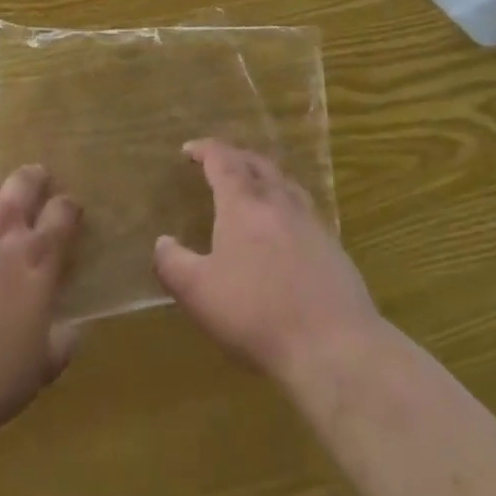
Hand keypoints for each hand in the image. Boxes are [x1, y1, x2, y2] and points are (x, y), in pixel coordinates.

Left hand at [0, 165, 81, 441]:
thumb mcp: (40, 369)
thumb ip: (61, 343)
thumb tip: (73, 331)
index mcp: (39, 258)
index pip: (63, 212)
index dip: (68, 207)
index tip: (68, 213)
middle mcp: (3, 231)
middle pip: (23, 182)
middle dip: (34, 178)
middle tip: (36, 184)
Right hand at [153, 140, 380, 388]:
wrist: (334, 346)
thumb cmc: (256, 314)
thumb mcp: (198, 293)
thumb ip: (173, 264)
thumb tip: (162, 242)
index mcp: (243, 202)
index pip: (221, 159)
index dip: (204, 150)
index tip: (188, 149)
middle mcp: (277, 200)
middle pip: (256, 162)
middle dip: (234, 156)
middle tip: (218, 163)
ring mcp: (310, 221)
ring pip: (284, 182)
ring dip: (263, 175)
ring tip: (252, 186)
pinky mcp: (332, 246)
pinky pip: (303, 208)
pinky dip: (285, 203)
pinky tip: (284, 227)